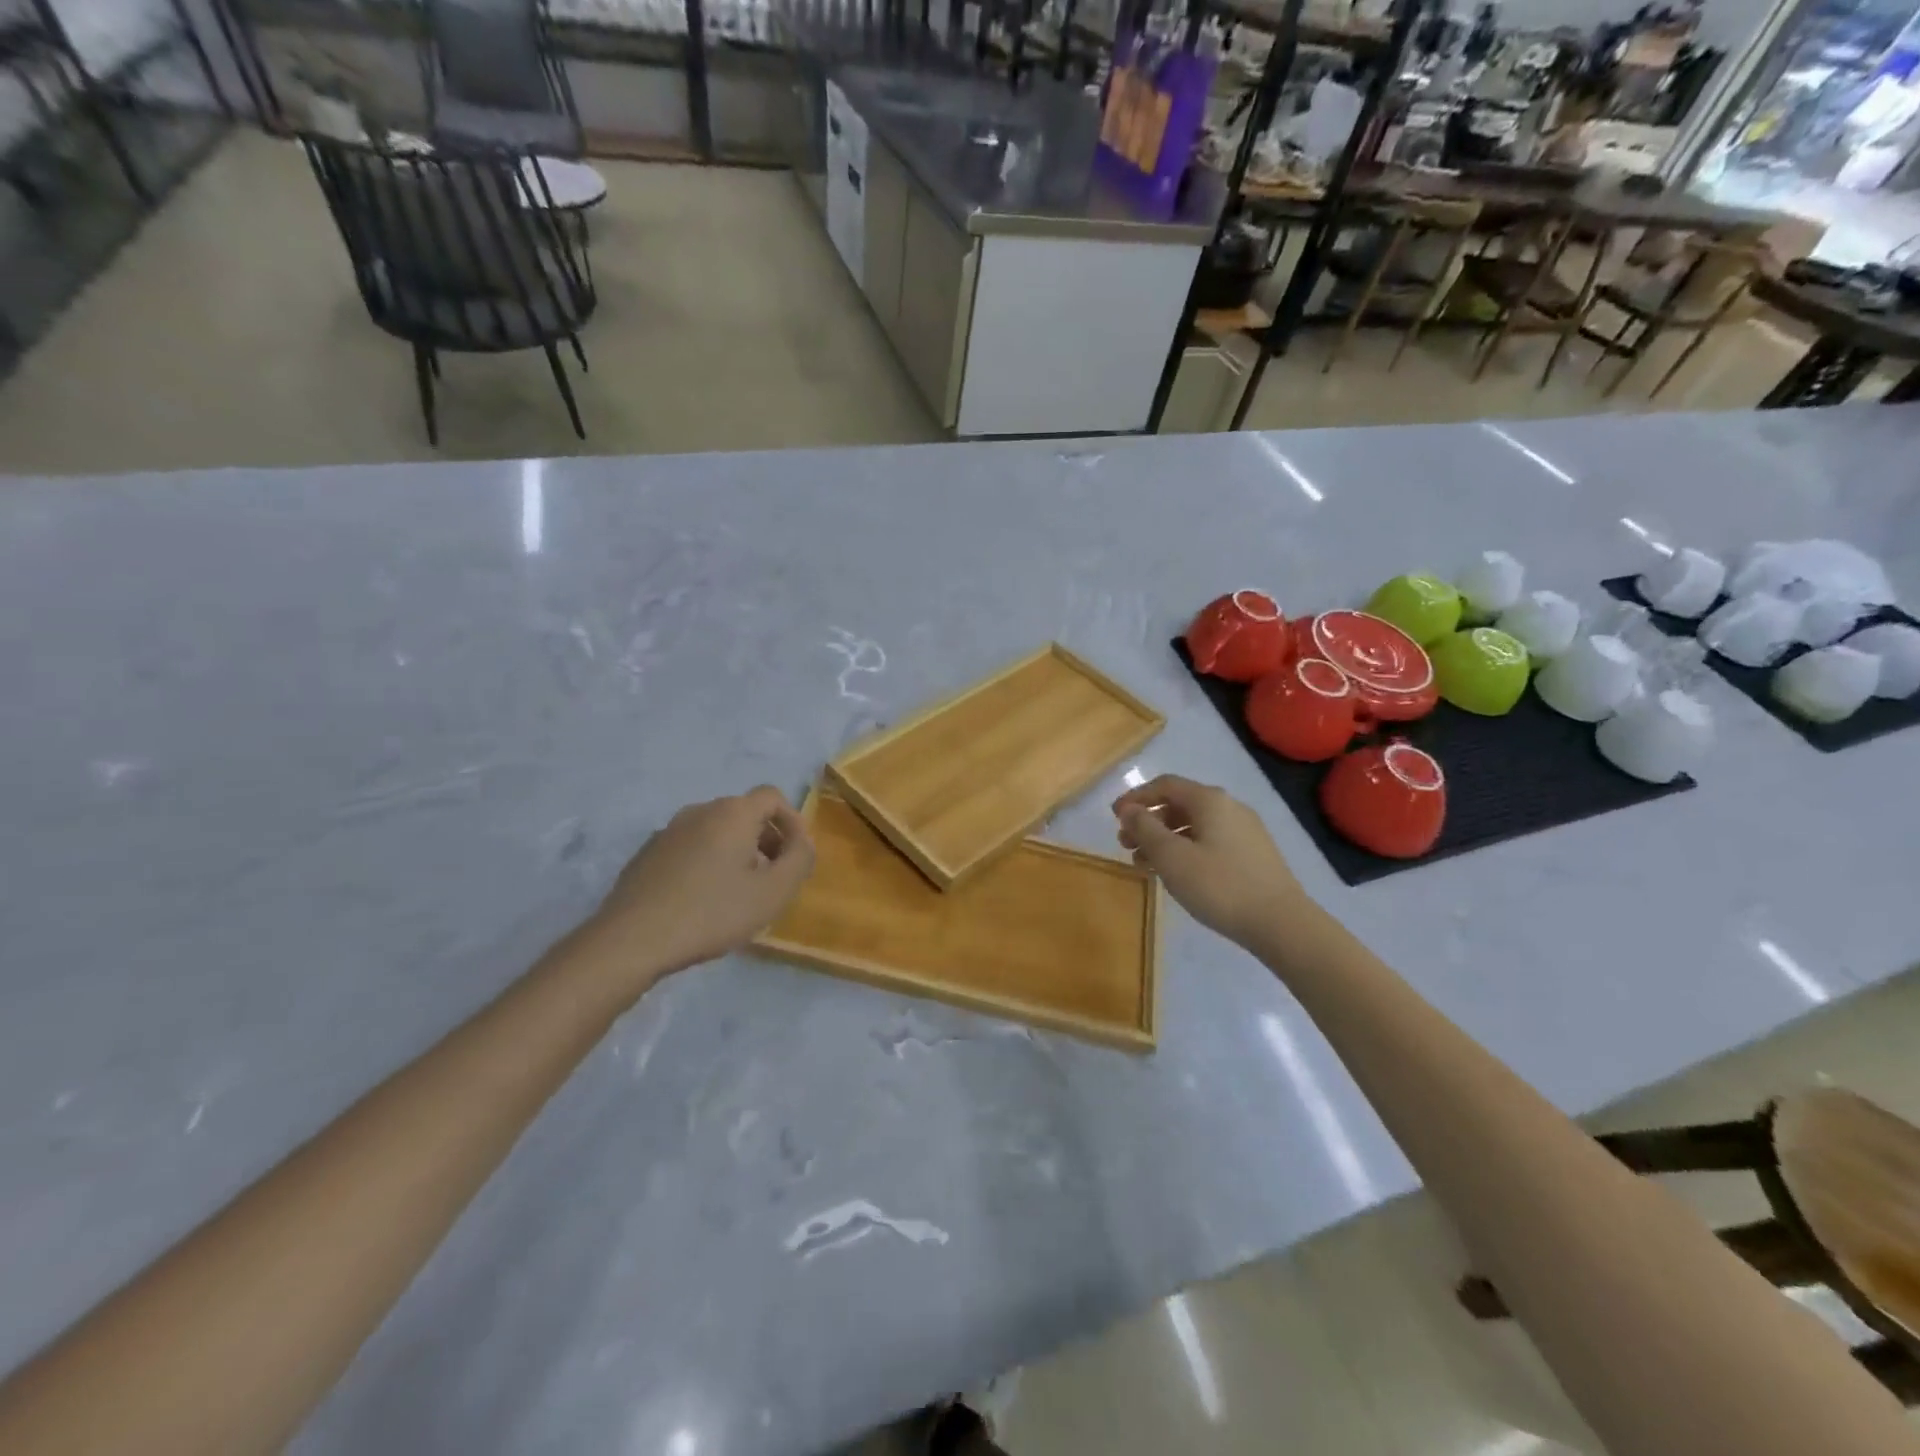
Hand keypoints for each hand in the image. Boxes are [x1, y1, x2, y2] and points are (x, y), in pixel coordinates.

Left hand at [594, 786, 814, 980]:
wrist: (632, 940)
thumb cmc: (712, 912)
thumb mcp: (773, 892)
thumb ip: (800, 859)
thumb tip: (802, 841)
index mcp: (733, 813)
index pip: (773, 796)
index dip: (792, 822)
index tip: (796, 856)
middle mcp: (700, 811)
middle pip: (744, 813)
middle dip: (766, 839)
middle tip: (772, 878)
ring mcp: (668, 830)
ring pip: (716, 831)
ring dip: (736, 852)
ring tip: (739, 892)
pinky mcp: (647, 853)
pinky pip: (690, 847)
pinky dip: (707, 862)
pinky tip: (702, 900)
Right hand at [1113, 775, 1313, 950]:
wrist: (1281, 923)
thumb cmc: (1219, 886)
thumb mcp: (1171, 857)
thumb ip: (1145, 828)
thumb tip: (1129, 809)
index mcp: (1209, 800)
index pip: (1164, 785)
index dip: (1136, 798)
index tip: (1114, 818)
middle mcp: (1229, 807)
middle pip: (1179, 804)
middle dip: (1148, 821)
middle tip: (1125, 844)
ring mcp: (1245, 830)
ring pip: (1195, 826)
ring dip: (1165, 839)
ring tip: (1145, 864)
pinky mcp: (1253, 854)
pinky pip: (1210, 841)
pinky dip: (1186, 850)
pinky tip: (1177, 874)